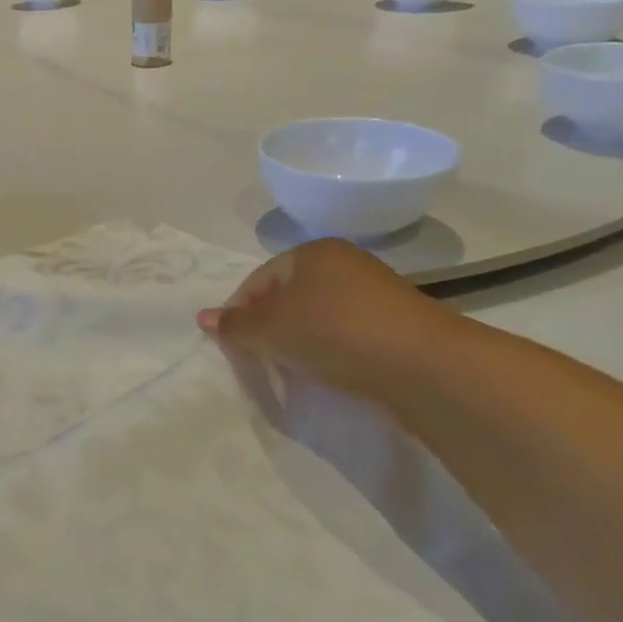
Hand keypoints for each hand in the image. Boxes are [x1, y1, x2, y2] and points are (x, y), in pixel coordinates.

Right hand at [196, 239, 459, 400]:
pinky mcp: (397, 321)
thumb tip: (202, 317)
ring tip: (293, 367)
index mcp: (311, 252)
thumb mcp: (270, 330)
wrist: (421, 363)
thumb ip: (234, 325)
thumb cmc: (332, 332)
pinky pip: (347, 330)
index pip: (258, 279)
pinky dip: (331, 347)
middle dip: (269, 325)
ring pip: (318, 313)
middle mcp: (344, 262)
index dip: (239, 311)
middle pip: (288, 295)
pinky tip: (330, 369)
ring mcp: (375, 291)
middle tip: (259, 356)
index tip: (232, 344)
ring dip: (299, 339)